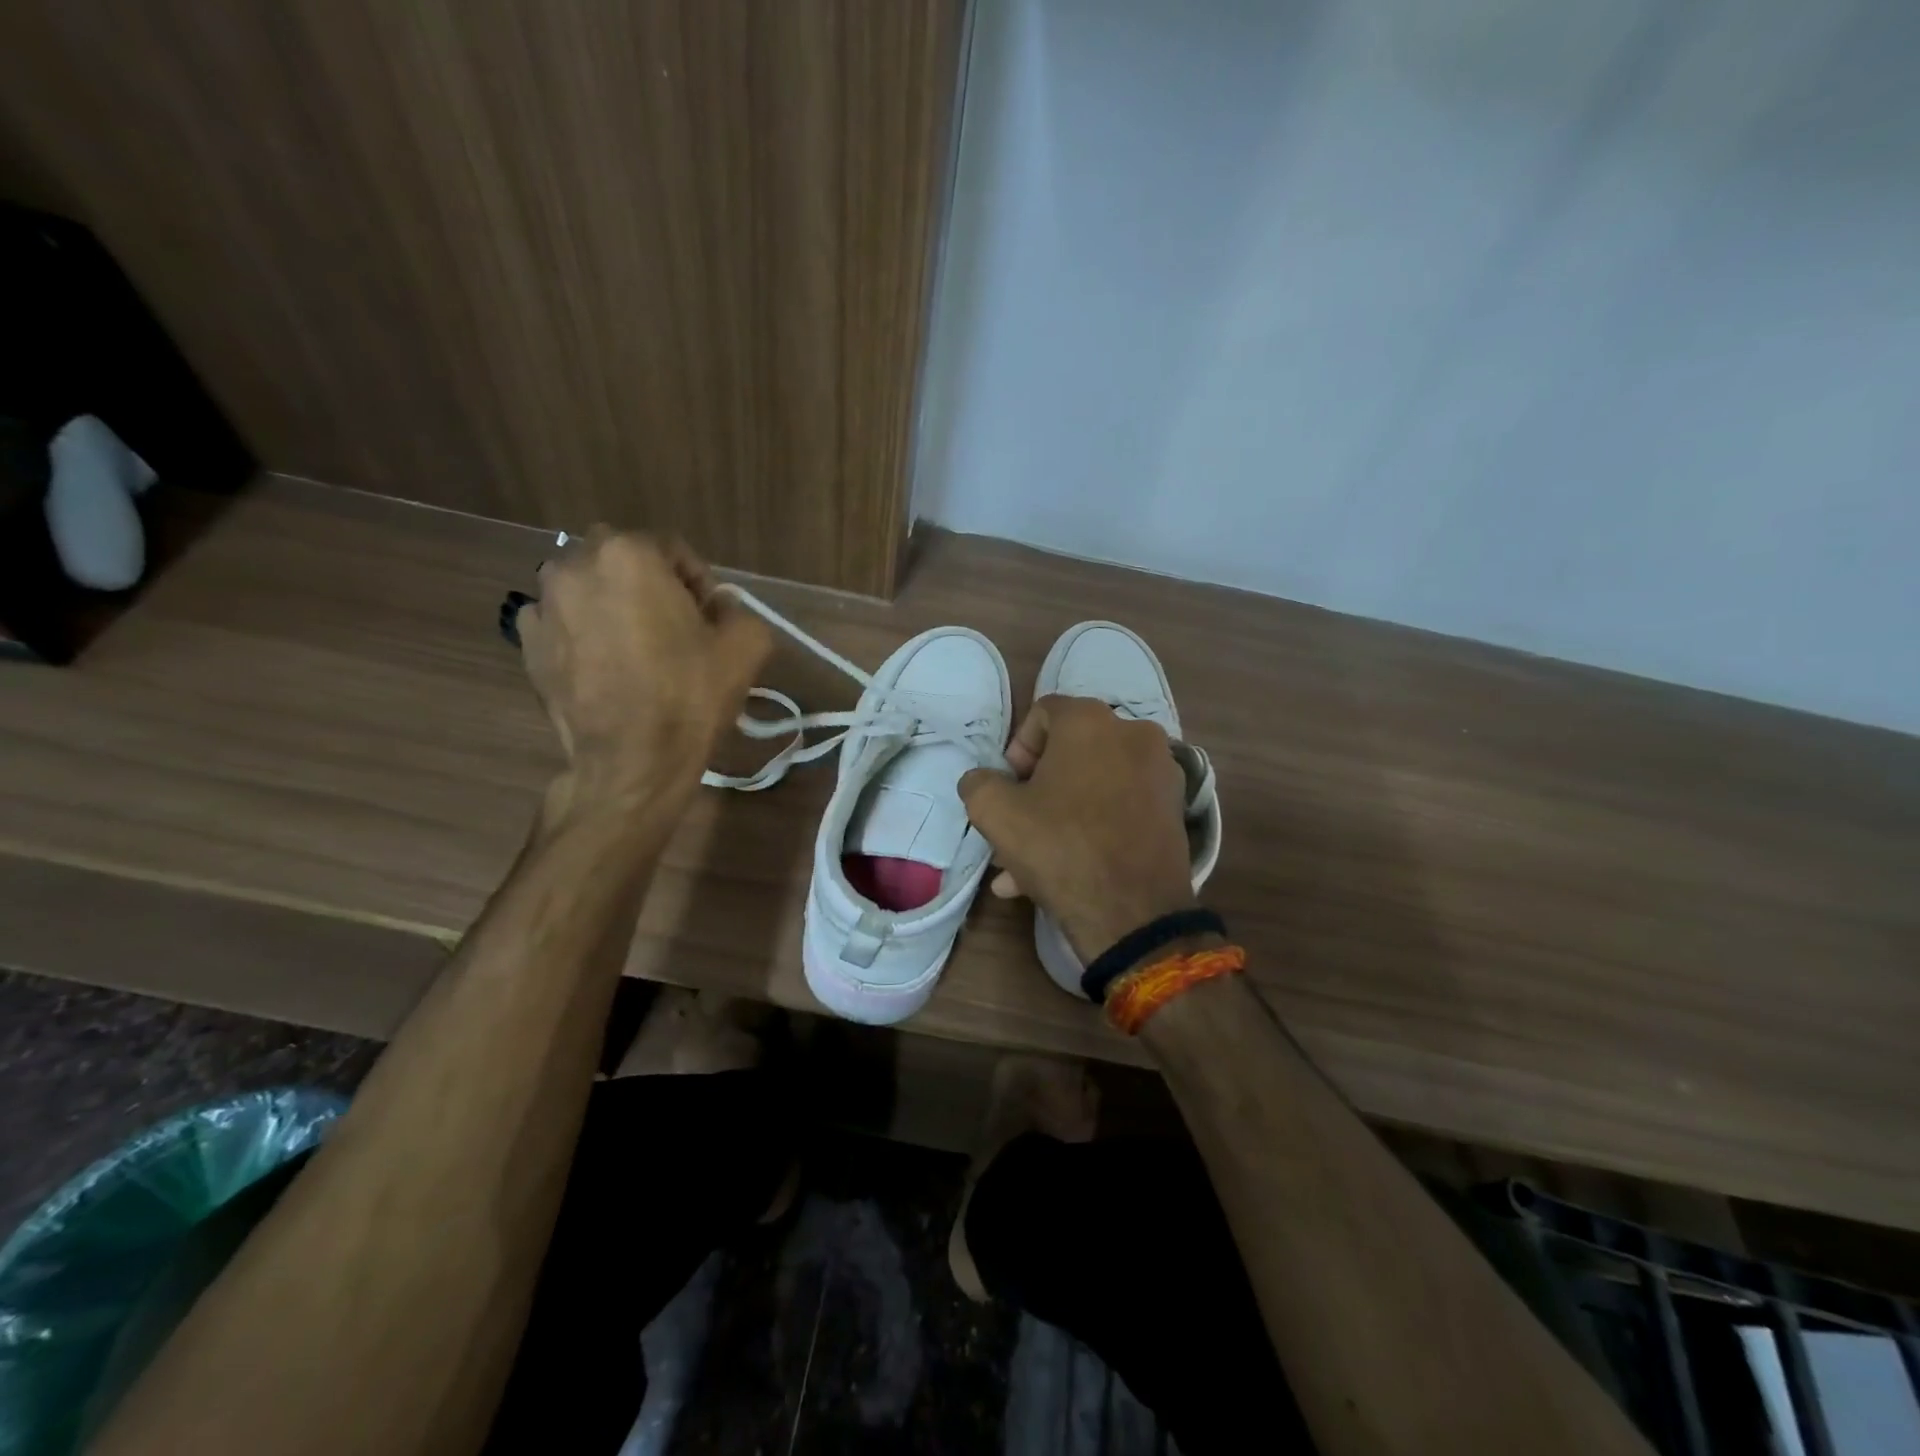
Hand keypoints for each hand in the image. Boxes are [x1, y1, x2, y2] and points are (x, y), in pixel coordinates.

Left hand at [518, 528, 770, 801]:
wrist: (633, 760)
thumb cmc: (690, 695)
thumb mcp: (747, 646)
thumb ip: (738, 611)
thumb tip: (719, 611)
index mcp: (629, 554)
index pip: (672, 549)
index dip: (698, 582)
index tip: (711, 617)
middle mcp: (575, 566)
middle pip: (623, 563)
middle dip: (649, 586)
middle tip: (674, 629)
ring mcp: (542, 606)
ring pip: (586, 590)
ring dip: (611, 606)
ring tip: (635, 649)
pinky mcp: (526, 645)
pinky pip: (560, 623)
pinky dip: (579, 634)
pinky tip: (603, 667)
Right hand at [958, 695, 1196, 960]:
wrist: (1134, 913)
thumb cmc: (1060, 847)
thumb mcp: (995, 813)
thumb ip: (978, 783)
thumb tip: (983, 780)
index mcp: (1091, 720)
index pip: (1042, 714)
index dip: (1017, 750)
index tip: (1010, 789)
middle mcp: (1134, 733)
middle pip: (1071, 752)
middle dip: (1037, 789)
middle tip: (1018, 826)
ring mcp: (1160, 772)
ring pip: (1094, 785)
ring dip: (1059, 815)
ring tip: (1028, 864)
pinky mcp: (1174, 808)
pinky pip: (1120, 807)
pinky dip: (1093, 827)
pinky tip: (1064, 870)